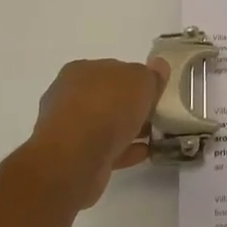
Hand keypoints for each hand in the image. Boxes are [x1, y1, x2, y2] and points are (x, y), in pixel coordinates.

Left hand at [28, 56, 169, 207]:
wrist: (74, 160)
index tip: (155, 91)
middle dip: (131, 105)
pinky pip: (104, 148)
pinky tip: (144, 153)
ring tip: (154, 135)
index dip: (136, 79)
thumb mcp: (140, 81)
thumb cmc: (106, 108)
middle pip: (109, 97)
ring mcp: (69, 128)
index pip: (114, 69)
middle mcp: (70, 95)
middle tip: (157, 114)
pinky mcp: (73, 156)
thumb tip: (158, 66)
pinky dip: (124, 149)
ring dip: (129, 128)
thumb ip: (151, 74)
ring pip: (105, 124)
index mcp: (81, 70)